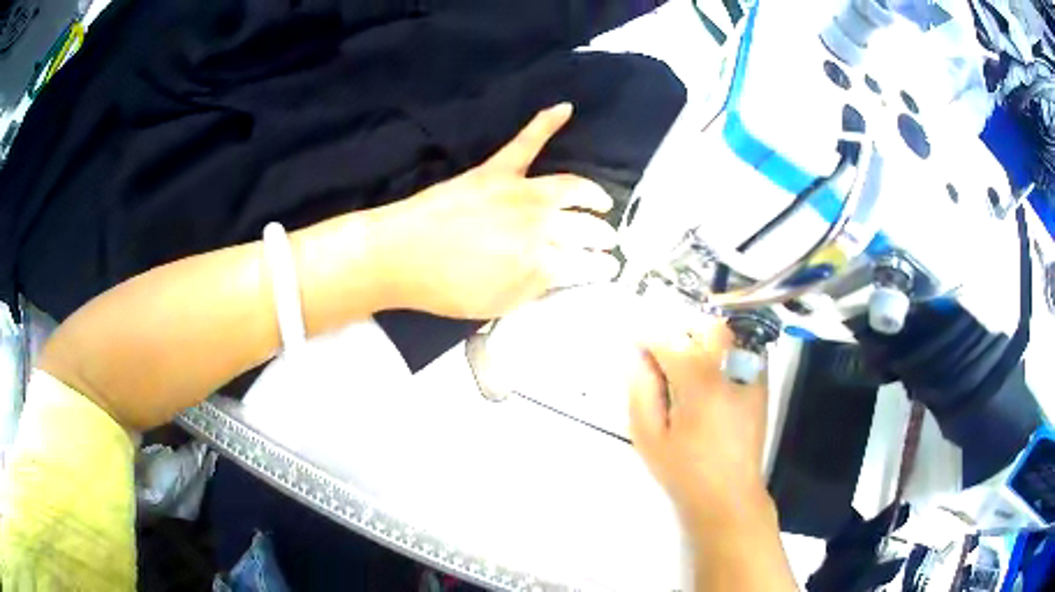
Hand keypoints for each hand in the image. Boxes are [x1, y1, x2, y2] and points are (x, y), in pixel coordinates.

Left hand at [365, 104, 620, 319]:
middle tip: (609, 241)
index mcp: (538, 262)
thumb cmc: (445, 289)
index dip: (600, 267)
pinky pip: (526, 142)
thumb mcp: (497, 305)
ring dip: (592, 195)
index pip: (584, 264)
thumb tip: (560, 274)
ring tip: (602, 201)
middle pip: (583, 228)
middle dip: (602, 236)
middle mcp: (538, 224)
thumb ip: (534, 288)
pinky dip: (545, 123)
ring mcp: (518, 193)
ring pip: (570, 188)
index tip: (609, 268)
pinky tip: (565, 108)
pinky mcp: (496, 172)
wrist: (400, 255)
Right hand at [629, 319, 773, 536]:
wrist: (729, 495)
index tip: (635, 343)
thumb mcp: (650, 437)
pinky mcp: (761, 385)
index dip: (648, 337)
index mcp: (700, 384)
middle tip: (663, 357)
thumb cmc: (684, 471)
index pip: (671, 342)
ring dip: (703, 339)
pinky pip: (743, 350)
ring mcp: (751, 375)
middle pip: (706, 327)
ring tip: (687, 367)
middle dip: (681, 332)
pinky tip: (711, 379)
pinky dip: (724, 352)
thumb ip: (641, 391)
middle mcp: (730, 370)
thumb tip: (637, 356)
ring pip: (728, 334)